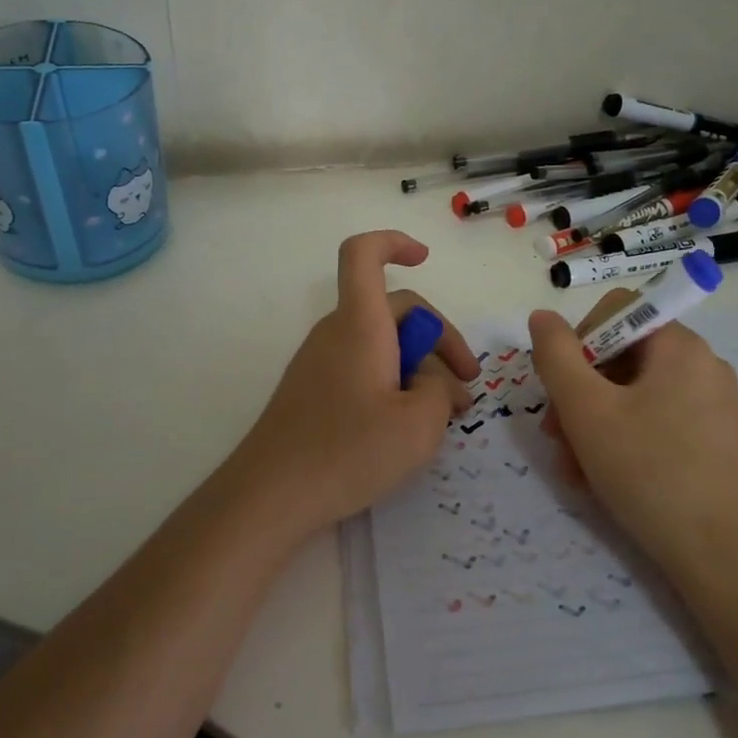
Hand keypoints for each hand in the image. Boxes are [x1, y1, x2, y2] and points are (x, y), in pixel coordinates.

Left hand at [225, 231, 477, 537]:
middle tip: (466, 389)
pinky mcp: (313, 391)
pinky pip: (362, 368)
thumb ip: (441, 391)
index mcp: (360, 325)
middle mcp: (336, 333)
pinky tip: (405, 426)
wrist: (270, 495)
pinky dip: (392, 383)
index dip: (394, 243)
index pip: (364, 254)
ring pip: (381, 344)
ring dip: (418, 368)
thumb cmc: (348, 451)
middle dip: (439, 341)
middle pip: (393, 310)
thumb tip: (430, 382)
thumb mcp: (420, 425)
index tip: (425, 259)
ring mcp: (320, 362)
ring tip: (443, 416)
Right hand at [527, 290, 737, 587]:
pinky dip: (622, 437)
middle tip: (556, 436)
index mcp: (679, 345)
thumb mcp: (586, 410)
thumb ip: (556, 355)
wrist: (718, 554)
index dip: (577, 342)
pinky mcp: (712, 436)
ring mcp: (711, 402)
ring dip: (593, 421)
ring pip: (633, 392)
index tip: (561, 390)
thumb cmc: (647, 471)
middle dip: (579, 391)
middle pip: (621, 354)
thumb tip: (541, 317)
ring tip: (574, 467)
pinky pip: (655, 418)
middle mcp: (701, 363)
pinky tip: (600, 476)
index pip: (615, 311)